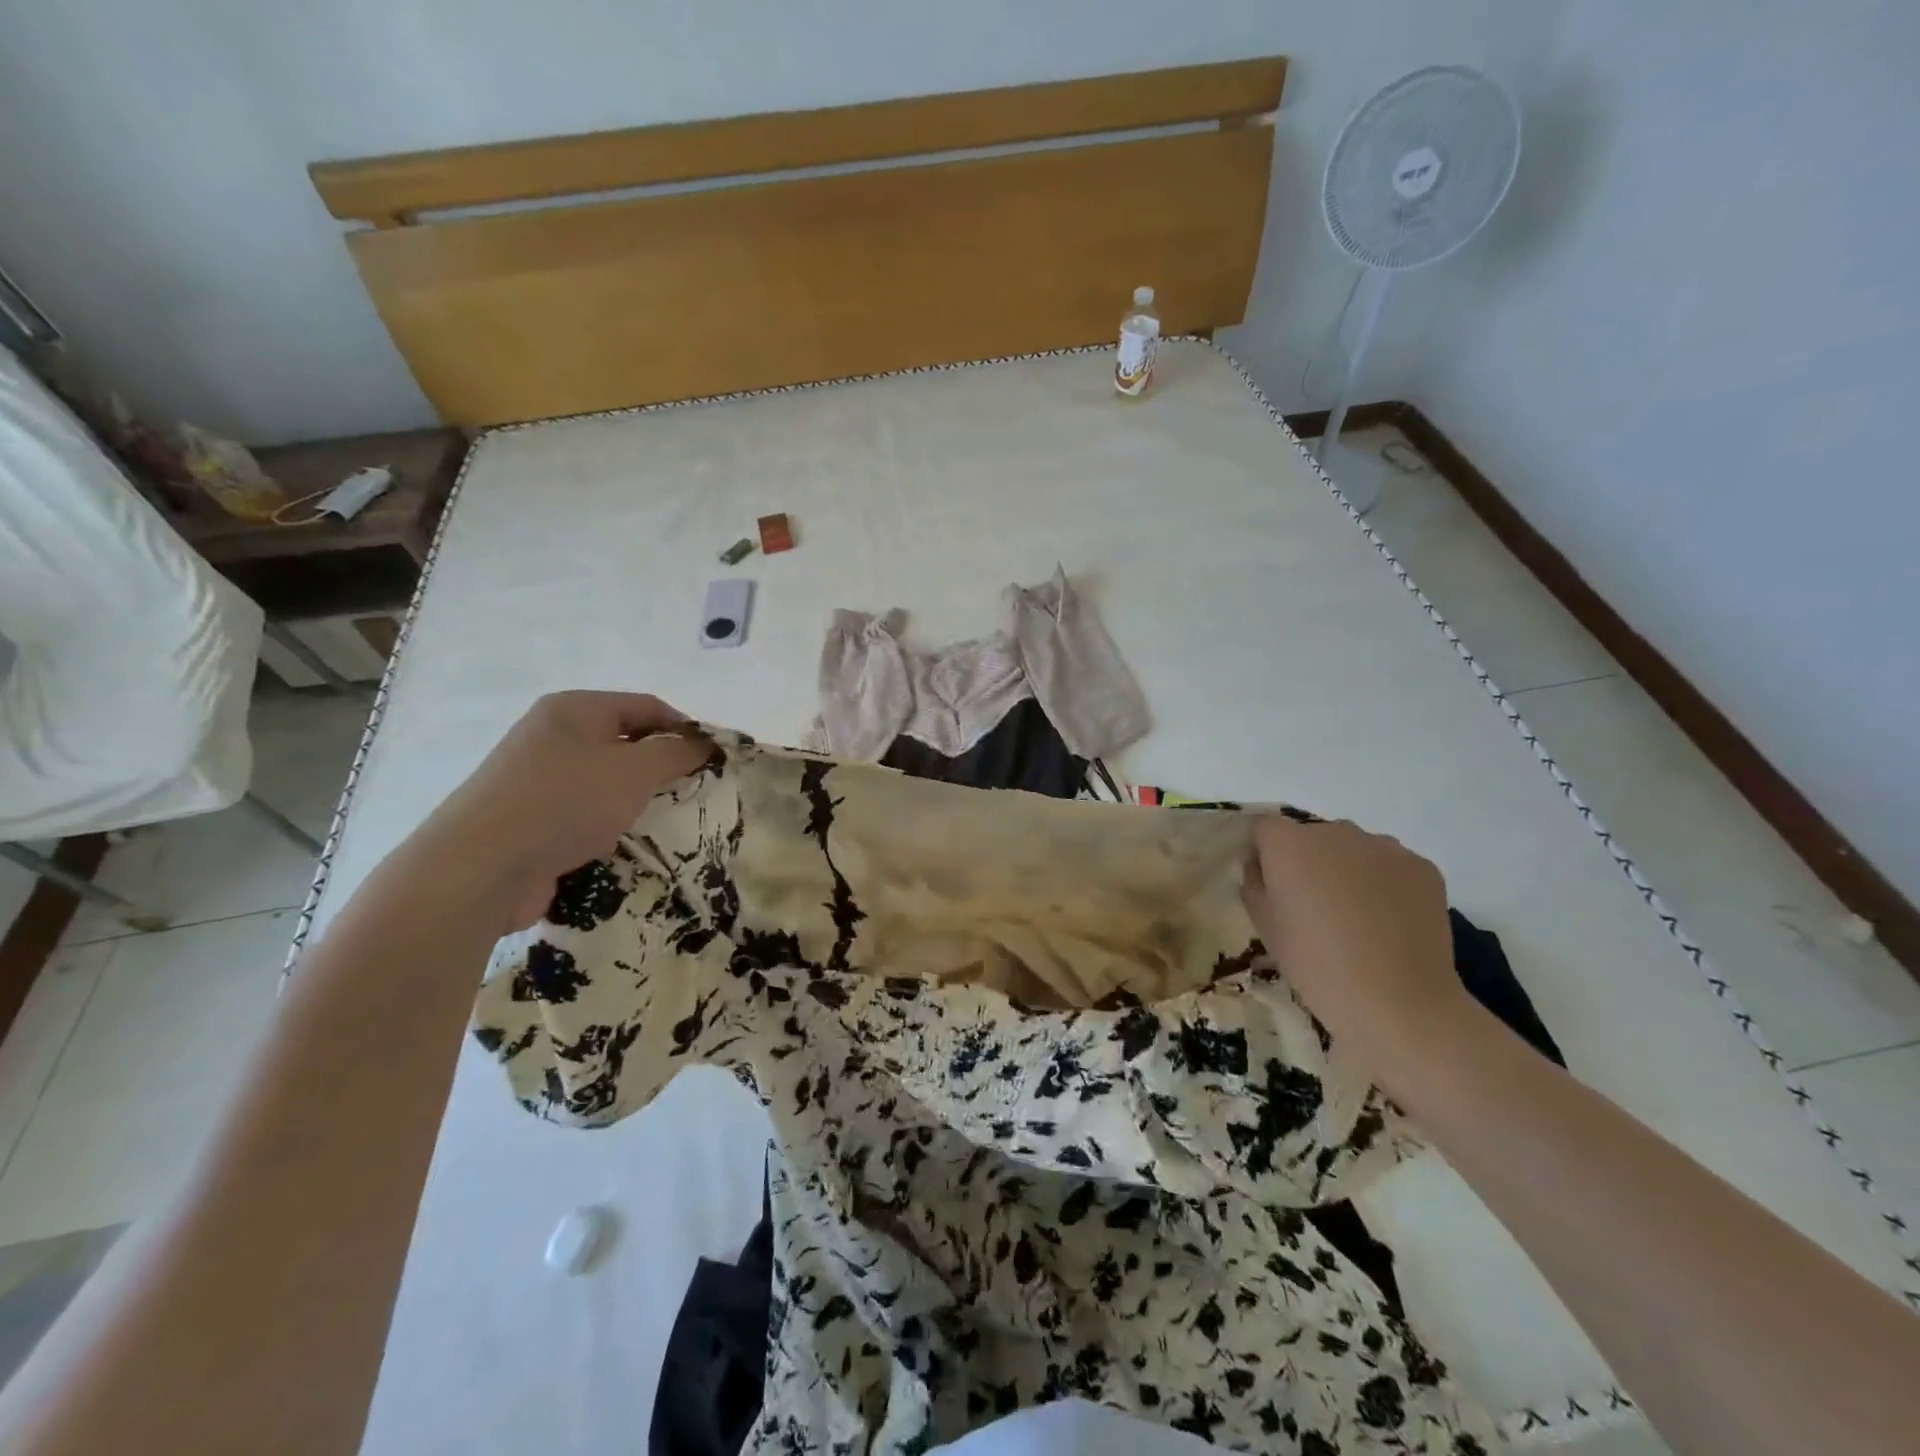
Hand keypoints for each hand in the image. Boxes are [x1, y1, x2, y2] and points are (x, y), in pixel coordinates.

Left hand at [406, 691, 710, 931]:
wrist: (480, 868)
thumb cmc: (565, 802)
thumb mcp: (634, 770)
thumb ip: (676, 752)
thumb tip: (704, 743)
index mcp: (573, 709)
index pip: (646, 706)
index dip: (685, 727)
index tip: (715, 757)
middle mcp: (552, 736)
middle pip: (625, 742)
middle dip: (660, 765)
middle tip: (693, 789)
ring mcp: (537, 778)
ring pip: (605, 780)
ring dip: (635, 798)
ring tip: (663, 820)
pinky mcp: (529, 818)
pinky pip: (583, 812)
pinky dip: (607, 823)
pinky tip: (621, 843)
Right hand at [1241, 816, 1473, 1090]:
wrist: (1397, 1002)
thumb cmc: (1315, 965)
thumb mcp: (1264, 926)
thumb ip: (1254, 884)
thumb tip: (1262, 867)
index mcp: (1289, 844)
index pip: (1265, 828)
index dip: (1264, 853)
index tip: (1270, 886)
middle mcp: (1335, 831)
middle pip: (1312, 836)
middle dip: (1309, 861)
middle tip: (1314, 906)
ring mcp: (1384, 846)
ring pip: (1354, 849)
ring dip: (1348, 869)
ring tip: (1357, 916)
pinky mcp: (1422, 867)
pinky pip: (1391, 866)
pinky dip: (1385, 884)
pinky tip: (1389, 922)